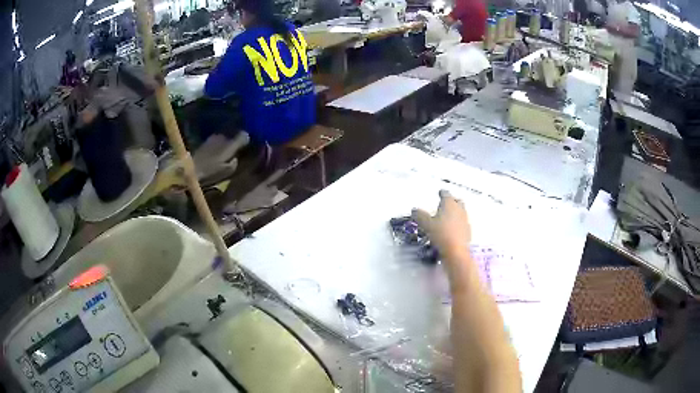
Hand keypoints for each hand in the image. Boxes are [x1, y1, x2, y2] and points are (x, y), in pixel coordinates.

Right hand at [412, 190, 471, 256]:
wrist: (456, 251)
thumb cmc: (441, 234)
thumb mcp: (426, 224)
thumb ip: (420, 215)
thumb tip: (414, 210)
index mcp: (449, 204)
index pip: (446, 194)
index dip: (442, 193)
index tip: (440, 192)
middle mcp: (459, 209)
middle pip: (457, 201)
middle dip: (452, 201)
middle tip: (446, 203)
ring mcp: (465, 220)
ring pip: (461, 212)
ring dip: (455, 212)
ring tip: (448, 217)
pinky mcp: (467, 231)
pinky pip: (462, 223)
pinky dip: (458, 224)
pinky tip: (452, 229)